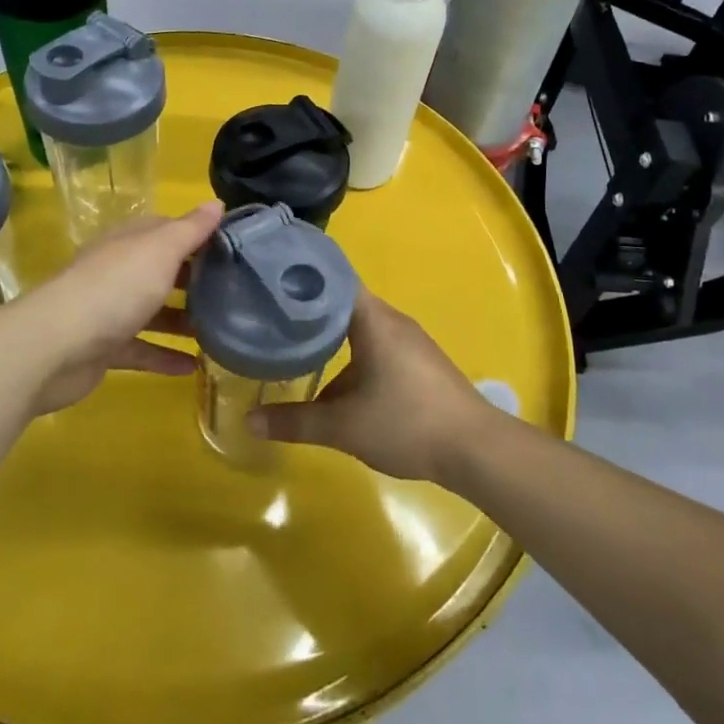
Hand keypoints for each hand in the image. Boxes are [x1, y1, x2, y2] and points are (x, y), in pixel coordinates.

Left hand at [16, 202, 222, 414]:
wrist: (55, 347)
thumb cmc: (115, 288)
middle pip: (160, 270)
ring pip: (152, 311)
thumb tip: (217, 203)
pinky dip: (164, 356)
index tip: (232, 247)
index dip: (198, 235)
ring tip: (219, 330)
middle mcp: (118, 271)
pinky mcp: (103, 348)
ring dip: (182, 320)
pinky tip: (193, 367)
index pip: (167, 230)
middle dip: (193, 279)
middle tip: (232, 290)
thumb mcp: (160, 250)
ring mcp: (108, 310)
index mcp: (129, 242)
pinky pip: (141, 349)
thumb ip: (190, 229)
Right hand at [249, 290, 495, 482]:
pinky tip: (337, 382)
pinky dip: (352, 353)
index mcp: (373, 319)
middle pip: (343, 302)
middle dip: (310, 309)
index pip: (333, 278)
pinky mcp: (419, 361)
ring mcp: (409, 340)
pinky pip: (377, 344)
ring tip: (295, 346)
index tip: (270, 279)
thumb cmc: (405, 423)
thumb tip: (249, 421)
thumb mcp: (343, 427)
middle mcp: (391, 320)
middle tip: (271, 315)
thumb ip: (295, 422)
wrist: (474, 448)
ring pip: (360, 327)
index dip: (302, 275)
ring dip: (332, 336)